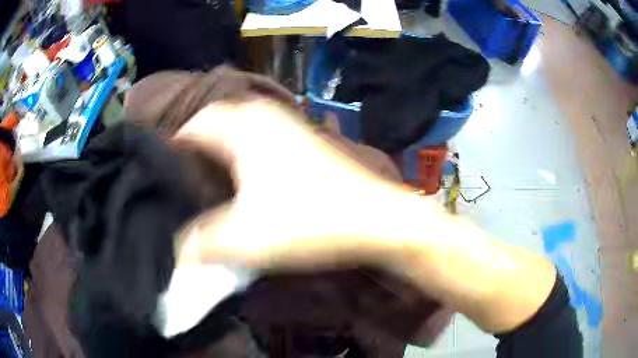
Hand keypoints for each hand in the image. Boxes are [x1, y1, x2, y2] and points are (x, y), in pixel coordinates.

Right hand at [172, 99, 414, 270]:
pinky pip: (260, 134)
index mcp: (244, 128)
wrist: (374, 217)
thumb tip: (177, 251)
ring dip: (221, 143)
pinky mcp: (304, 140)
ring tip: (208, 172)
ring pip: (240, 125)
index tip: (163, 171)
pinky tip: (245, 172)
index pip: (194, 125)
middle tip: (182, 172)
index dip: (174, 146)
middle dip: (196, 142)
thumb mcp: (247, 238)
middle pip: (216, 120)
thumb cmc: (311, 221)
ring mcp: (289, 124)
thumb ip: (204, 244)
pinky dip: (244, 147)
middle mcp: (265, 116)